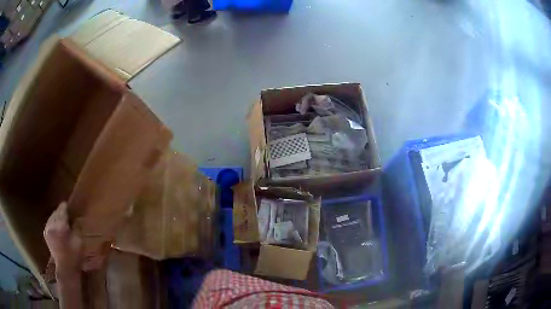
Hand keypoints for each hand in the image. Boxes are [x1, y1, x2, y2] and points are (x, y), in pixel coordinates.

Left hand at [44, 202, 81, 279]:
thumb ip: (76, 227)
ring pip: (51, 217)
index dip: (65, 207)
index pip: (62, 210)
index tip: (68, 204)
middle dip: (61, 212)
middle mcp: (52, 224)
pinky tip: (56, 226)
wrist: (66, 269)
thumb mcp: (79, 241)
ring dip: (56, 217)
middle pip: (56, 212)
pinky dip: (53, 222)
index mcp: (60, 225)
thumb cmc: (74, 256)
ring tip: (61, 219)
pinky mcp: (45, 234)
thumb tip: (75, 219)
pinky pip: (49, 223)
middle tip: (66, 212)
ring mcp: (47, 229)